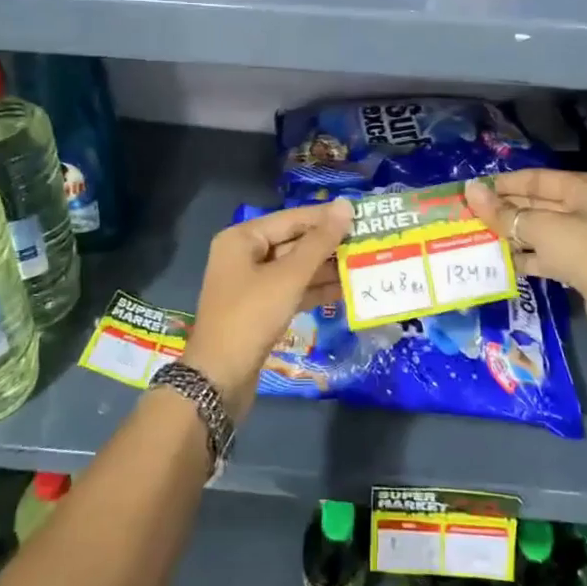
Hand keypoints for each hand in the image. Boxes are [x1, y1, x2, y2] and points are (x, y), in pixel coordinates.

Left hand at [183, 199, 351, 415]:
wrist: (219, 380)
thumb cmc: (250, 317)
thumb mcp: (288, 277)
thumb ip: (319, 242)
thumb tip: (345, 206)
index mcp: (242, 238)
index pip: (291, 218)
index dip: (326, 217)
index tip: (361, 214)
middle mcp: (244, 255)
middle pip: (293, 242)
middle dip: (328, 244)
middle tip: (367, 240)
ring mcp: (252, 284)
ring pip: (295, 268)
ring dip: (326, 268)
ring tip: (364, 264)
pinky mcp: (260, 309)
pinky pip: (292, 290)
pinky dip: (315, 290)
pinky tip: (346, 290)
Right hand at [464, 171, 586, 332]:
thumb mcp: (542, 228)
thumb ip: (504, 212)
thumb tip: (470, 190)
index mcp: (586, 189)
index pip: (537, 179)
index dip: (503, 184)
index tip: (473, 190)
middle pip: (537, 204)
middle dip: (504, 210)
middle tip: (468, 214)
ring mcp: (585, 240)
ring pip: (539, 231)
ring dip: (510, 234)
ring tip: (475, 235)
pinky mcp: (580, 268)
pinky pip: (545, 255)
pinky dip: (523, 257)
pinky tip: (496, 260)